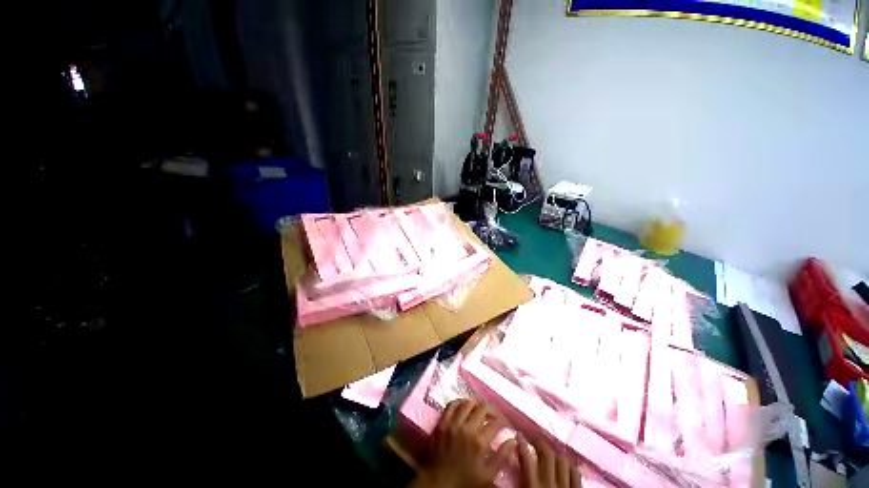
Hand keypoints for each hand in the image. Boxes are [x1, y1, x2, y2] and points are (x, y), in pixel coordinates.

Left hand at [412, 399, 516, 487]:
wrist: (438, 482)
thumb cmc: (464, 481)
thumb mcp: (487, 476)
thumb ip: (501, 457)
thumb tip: (513, 440)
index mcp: (478, 442)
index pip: (495, 423)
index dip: (502, 421)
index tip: (504, 424)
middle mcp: (466, 428)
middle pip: (481, 408)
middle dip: (491, 410)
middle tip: (493, 416)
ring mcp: (452, 423)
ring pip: (466, 403)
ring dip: (475, 404)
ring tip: (479, 410)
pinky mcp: (441, 422)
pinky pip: (451, 405)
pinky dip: (459, 402)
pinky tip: (463, 406)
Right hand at [517, 437, 580, 487]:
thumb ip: (520, 480)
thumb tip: (512, 461)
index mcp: (533, 486)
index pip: (526, 458)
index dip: (521, 443)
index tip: (518, 434)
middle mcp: (549, 483)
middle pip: (547, 454)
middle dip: (540, 442)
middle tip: (534, 438)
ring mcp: (566, 487)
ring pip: (563, 460)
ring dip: (556, 453)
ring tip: (551, 449)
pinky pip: (576, 473)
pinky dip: (571, 465)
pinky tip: (566, 463)